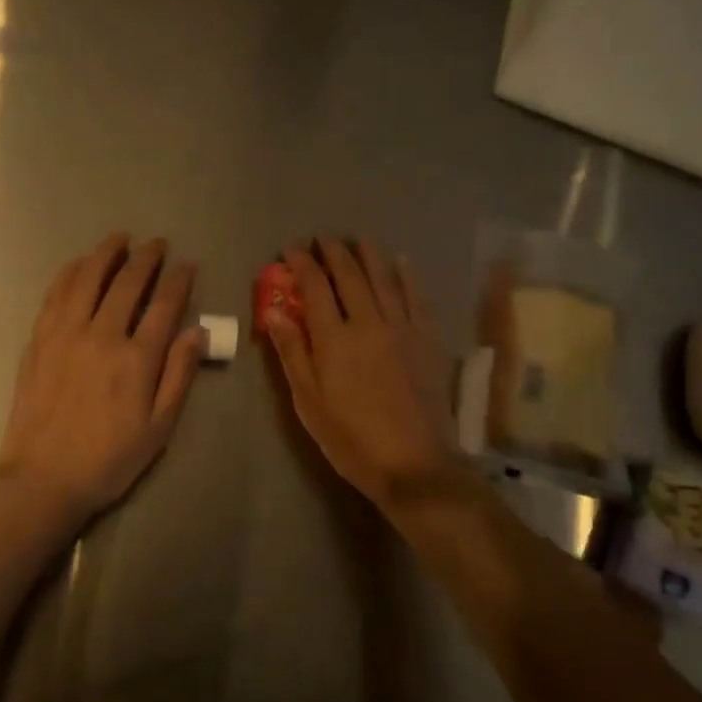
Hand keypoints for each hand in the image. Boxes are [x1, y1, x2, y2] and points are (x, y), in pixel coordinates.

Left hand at [0, 234, 203, 524]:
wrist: (41, 478)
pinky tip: (79, 262)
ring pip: (89, 279)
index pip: (164, 306)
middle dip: (147, 258)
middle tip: (158, 244)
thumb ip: (179, 376)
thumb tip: (196, 332)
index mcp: (136, 359)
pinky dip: (70, 272)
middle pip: (128, 283)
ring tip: (120, 238)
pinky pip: (56, 294)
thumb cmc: (108, 459)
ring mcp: (66, 334)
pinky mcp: (40, 339)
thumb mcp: (158, 428)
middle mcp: (102, 336)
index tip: (188, 264)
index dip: (179, 280)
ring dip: (107, 253)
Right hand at [262, 237, 462, 508]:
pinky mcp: (427, 339)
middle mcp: (369, 322)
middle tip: (323, 239)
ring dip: (369, 255)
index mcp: (335, 338)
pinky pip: (417, 297)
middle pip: (350, 275)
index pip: (315, 287)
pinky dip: (407, 275)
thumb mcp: (309, 402)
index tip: (292, 249)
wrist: (414, 463)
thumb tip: (275, 311)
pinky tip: (401, 262)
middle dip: (334, 252)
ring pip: (384, 278)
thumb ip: (292, 352)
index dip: (302, 263)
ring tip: (358, 240)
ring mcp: (402, 327)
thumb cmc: (351, 438)